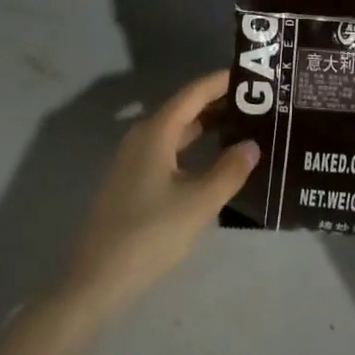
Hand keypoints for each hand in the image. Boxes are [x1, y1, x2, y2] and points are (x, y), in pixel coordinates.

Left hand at [61, 70, 260, 325]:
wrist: (96, 281)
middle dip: (219, 104)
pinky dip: (194, 148)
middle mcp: (143, 136)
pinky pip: (170, 151)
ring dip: (208, 127)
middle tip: (257, 103)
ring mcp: (135, 160)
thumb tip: (252, 144)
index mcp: (156, 131)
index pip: (194, 93)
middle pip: (185, 109)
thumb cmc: (149, 234)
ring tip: (243, 128)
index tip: (252, 74)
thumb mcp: (198, 203)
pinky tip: (214, 162)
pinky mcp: (133, 182)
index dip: (221, 81)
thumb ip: (229, 171)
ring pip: (177, 131)